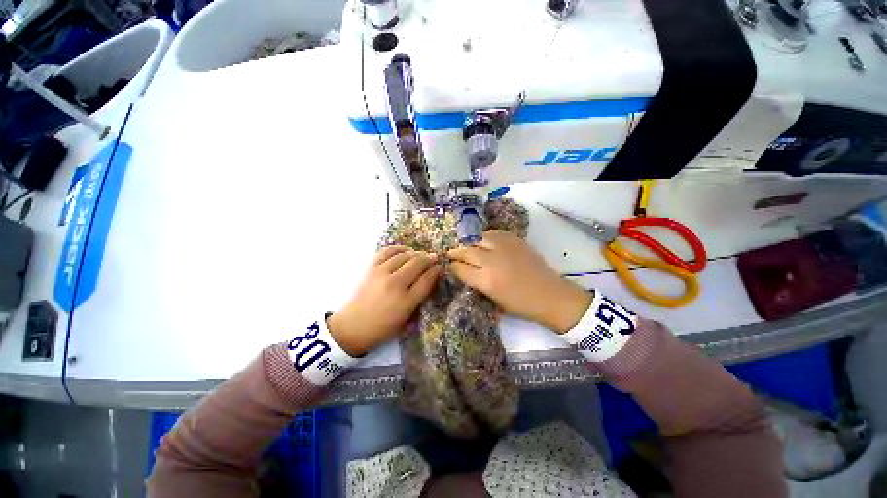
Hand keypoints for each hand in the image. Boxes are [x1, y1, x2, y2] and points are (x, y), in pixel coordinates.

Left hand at [328, 246, 442, 355]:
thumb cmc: (383, 327)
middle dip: (429, 258)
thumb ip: (419, 298)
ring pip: (404, 255)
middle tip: (434, 257)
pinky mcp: (371, 268)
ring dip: (416, 253)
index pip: (427, 279)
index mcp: (406, 301)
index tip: (440, 267)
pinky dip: (398, 248)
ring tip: (420, 255)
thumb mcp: (406, 318)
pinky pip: (387, 251)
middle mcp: (395, 284)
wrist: (352, 327)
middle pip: (418, 263)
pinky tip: (404, 250)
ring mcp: (381, 274)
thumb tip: (430, 278)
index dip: (436, 270)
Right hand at [448, 230, 591, 332]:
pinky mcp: (515, 240)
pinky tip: (484, 240)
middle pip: (466, 250)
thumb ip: (477, 282)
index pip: (460, 268)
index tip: (449, 265)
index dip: (452, 266)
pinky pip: (494, 233)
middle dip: (455, 252)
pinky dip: (485, 236)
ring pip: (478, 238)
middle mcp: (492, 261)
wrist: (550, 295)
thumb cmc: (521, 304)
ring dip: (469, 242)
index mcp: (486, 280)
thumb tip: (464, 270)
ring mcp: (504, 248)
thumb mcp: (493, 299)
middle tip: (450, 253)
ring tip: (466, 245)